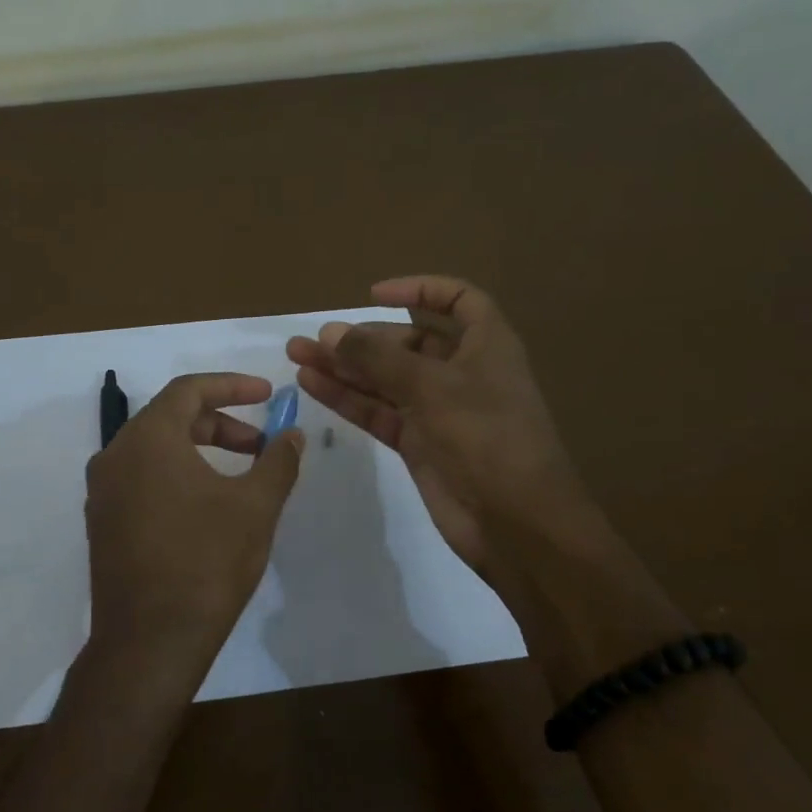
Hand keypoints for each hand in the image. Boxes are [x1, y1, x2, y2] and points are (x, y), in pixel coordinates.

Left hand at [82, 373, 303, 704]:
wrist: (149, 642)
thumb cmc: (206, 563)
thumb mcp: (255, 507)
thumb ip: (278, 461)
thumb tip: (292, 434)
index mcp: (147, 440)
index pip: (188, 390)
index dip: (232, 386)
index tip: (267, 394)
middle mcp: (115, 456)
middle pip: (170, 418)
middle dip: (220, 423)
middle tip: (260, 444)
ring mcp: (103, 492)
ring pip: (154, 450)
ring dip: (199, 450)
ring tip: (240, 477)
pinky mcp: (102, 523)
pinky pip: (141, 479)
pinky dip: (176, 475)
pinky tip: (206, 506)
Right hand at [286, 275, 603, 580]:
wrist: (515, 522)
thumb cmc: (485, 437)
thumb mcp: (431, 386)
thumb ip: (378, 358)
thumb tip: (330, 333)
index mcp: (485, 345)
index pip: (458, 300)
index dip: (420, 289)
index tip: (373, 295)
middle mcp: (462, 372)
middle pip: (408, 342)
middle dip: (362, 338)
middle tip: (314, 340)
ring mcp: (438, 410)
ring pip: (385, 379)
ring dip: (345, 368)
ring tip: (297, 356)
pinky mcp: (419, 444)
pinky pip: (379, 412)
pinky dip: (349, 399)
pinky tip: (314, 385)